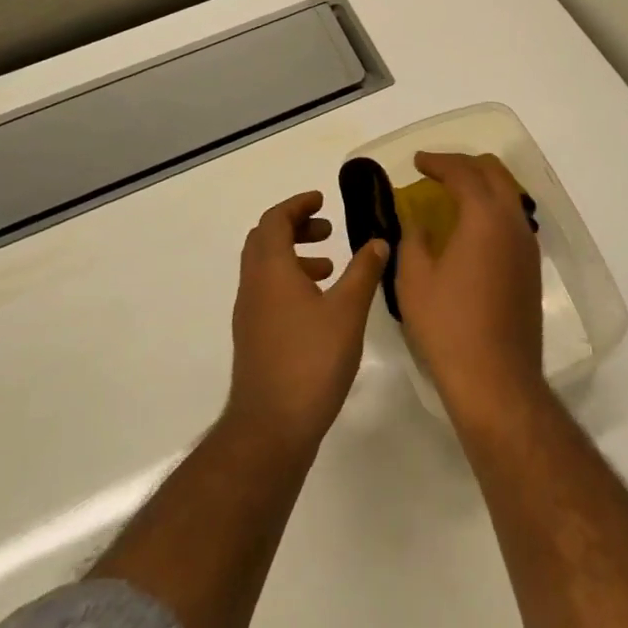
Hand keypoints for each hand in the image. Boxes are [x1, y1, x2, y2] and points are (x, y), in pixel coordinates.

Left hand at [227, 192, 387, 455]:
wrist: (271, 427)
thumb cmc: (311, 360)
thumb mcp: (348, 311)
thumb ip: (364, 271)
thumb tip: (378, 240)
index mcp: (271, 269)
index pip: (274, 220)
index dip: (298, 205)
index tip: (322, 199)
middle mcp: (253, 285)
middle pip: (265, 239)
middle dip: (295, 227)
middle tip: (327, 230)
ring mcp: (249, 313)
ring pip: (265, 267)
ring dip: (294, 256)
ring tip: (330, 267)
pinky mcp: (253, 337)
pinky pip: (267, 291)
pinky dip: (290, 281)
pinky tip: (319, 305)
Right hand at [394, 152, 547, 422]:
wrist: (497, 379)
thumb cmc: (448, 326)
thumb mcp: (415, 279)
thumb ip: (413, 238)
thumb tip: (417, 220)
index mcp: (485, 216)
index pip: (463, 172)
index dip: (438, 161)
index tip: (417, 161)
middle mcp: (513, 222)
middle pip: (494, 173)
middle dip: (464, 165)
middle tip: (435, 171)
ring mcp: (527, 245)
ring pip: (508, 194)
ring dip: (482, 185)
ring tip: (452, 195)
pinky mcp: (531, 268)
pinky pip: (513, 219)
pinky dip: (492, 208)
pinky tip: (471, 227)